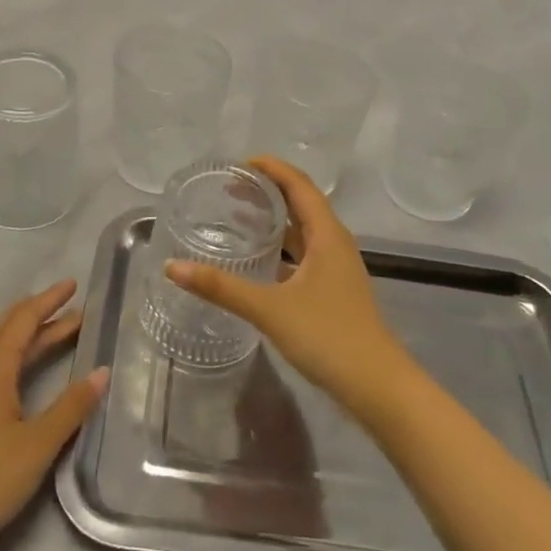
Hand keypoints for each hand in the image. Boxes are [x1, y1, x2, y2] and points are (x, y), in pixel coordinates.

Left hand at [0, 280, 108, 541]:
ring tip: (29, 315)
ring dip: (12, 328)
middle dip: (40, 314)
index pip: (26, 321)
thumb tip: (102, 372)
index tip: (73, 287)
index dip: (50, 302)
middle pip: (8, 328)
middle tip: (69, 307)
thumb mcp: (40, 443)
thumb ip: (72, 406)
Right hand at [166, 156, 416, 421]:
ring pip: (303, 230)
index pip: (298, 184)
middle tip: (229, 188)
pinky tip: (258, 261)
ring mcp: (336, 268)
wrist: (377, 386)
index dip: (271, 167)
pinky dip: (280, 247)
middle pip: (301, 202)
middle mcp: (334, 243)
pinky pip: (303, 254)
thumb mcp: (270, 308)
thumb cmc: (328, 336)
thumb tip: (173, 267)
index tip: (237, 164)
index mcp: (327, 234)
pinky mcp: (333, 291)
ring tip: (239, 216)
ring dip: (275, 219)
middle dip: (268, 190)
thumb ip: (221, 287)